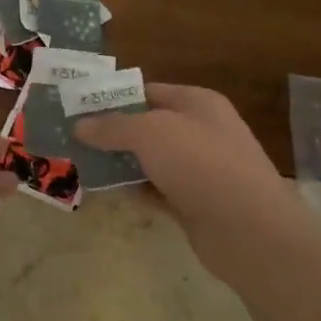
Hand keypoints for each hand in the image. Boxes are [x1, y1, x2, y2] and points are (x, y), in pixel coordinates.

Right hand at [75, 83, 308, 291]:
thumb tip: (79, 125)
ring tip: (79, 166)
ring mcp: (199, 170)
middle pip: (147, 127)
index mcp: (197, 103)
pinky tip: (105, 193)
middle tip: (72, 139)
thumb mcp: (149, 133)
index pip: (148, 92)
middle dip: (112, 133)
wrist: (248, 228)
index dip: (114, 98)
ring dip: (120, 164)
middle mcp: (200, 131)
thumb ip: (112, 127)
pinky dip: (134, 190)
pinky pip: (156, 190)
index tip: (78, 109)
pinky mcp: (194, 203)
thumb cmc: (200, 163)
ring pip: (150, 160)